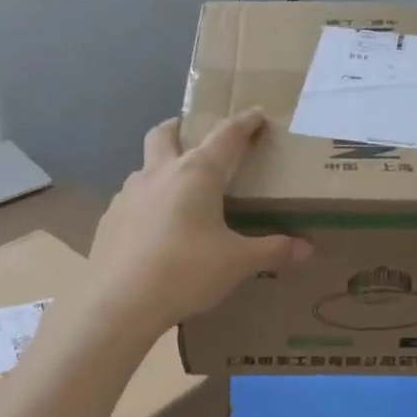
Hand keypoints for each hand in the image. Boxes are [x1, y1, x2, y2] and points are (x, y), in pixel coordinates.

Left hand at [83, 108, 310, 339]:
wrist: (119, 302)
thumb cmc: (186, 272)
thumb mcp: (237, 263)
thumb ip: (272, 251)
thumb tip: (306, 249)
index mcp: (196, 173)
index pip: (226, 136)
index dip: (245, 122)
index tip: (257, 113)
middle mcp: (160, 173)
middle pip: (166, 133)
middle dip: (182, 126)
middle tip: (195, 136)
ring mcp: (128, 194)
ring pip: (145, 166)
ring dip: (161, 167)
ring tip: (178, 193)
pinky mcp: (109, 219)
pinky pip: (132, 199)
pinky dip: (146, 203)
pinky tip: (154, 230)